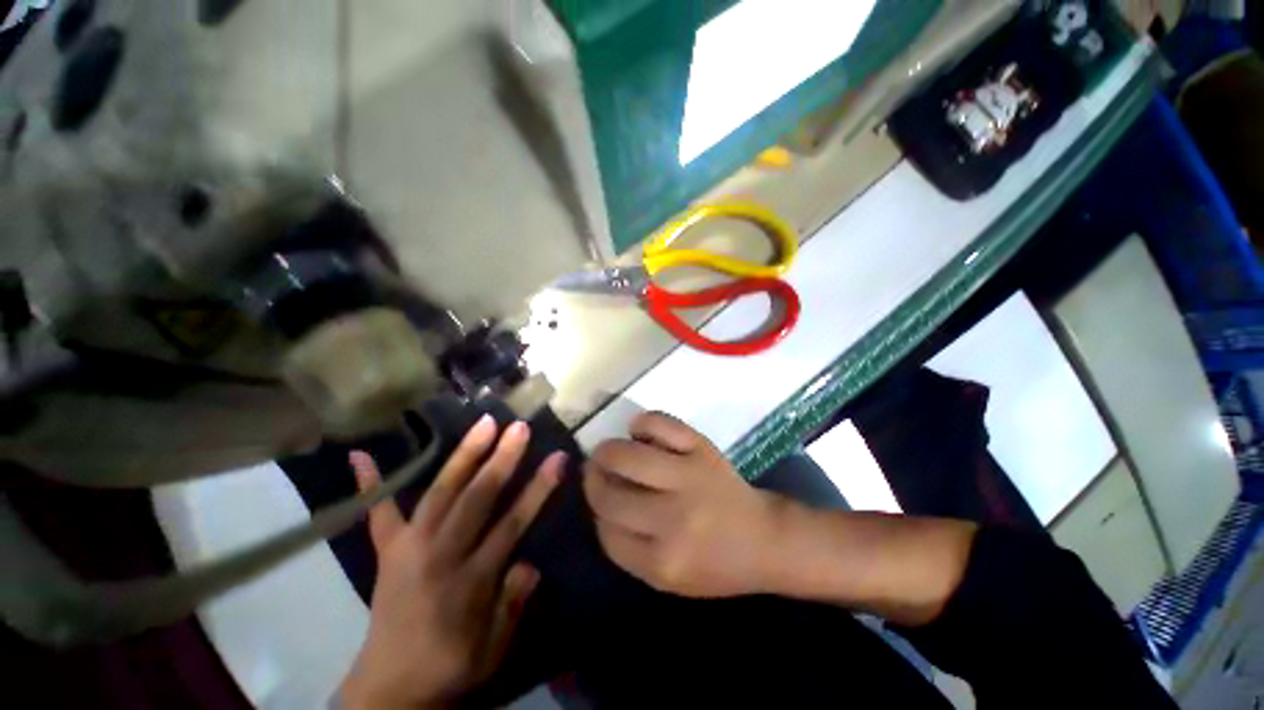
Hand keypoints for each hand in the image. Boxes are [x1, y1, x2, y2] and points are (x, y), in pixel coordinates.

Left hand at [340, 417, 565, 709]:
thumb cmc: (448, 667)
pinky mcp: (386, 552)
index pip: (512, 523)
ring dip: (463, 456)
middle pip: (476, 500)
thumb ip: (512, 604)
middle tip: (519, 427)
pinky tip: (359, 455)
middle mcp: (439, 556)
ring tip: (483, 424)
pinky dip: (370, 485)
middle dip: (501, 461)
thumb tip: (529, 562)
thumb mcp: (492, 649)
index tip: (557, 459)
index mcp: (470, 581)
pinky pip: (377, 516)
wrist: (387, 692)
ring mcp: (408, 549)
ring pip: (439, 493)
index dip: (537, 489)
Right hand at [583, 412, 781, 597]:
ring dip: (606, 451)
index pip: (606, 532)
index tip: (598, 502)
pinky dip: (641, 423)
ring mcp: (689, 478)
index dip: (596, 512)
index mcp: (663, 563)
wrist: (766, 540)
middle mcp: (673, 520)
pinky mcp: (702, 449)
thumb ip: (630, 549)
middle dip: (593, 480)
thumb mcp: (670, 580)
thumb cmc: (716, 564)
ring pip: (626, 456)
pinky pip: (659, 424)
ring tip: (607, 452)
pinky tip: (638, 431)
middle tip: (595, 470)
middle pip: (610, 494)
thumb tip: (599, 503)